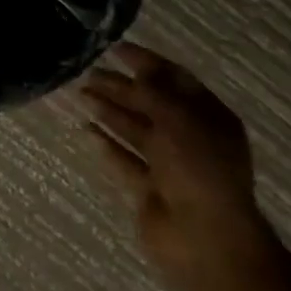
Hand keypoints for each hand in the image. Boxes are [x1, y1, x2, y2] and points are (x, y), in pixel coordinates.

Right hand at [80, 42, 265, 290]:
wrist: (206, 240)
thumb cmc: (198, 169)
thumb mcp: (177, 119)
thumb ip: (152, 93)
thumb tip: (134, 74)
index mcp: (209, 116)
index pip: (175, 78)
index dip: (146, 62)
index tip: (115, 49)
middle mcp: (191, 137)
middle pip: (151, 103)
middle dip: (122, 87)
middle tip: (89, 73)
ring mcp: (171, 165)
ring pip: (136, 130)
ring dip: (110, 111)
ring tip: (81, 94)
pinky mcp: (151, 189)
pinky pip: (126, 160)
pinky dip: (108, 145)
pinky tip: (86, 130)